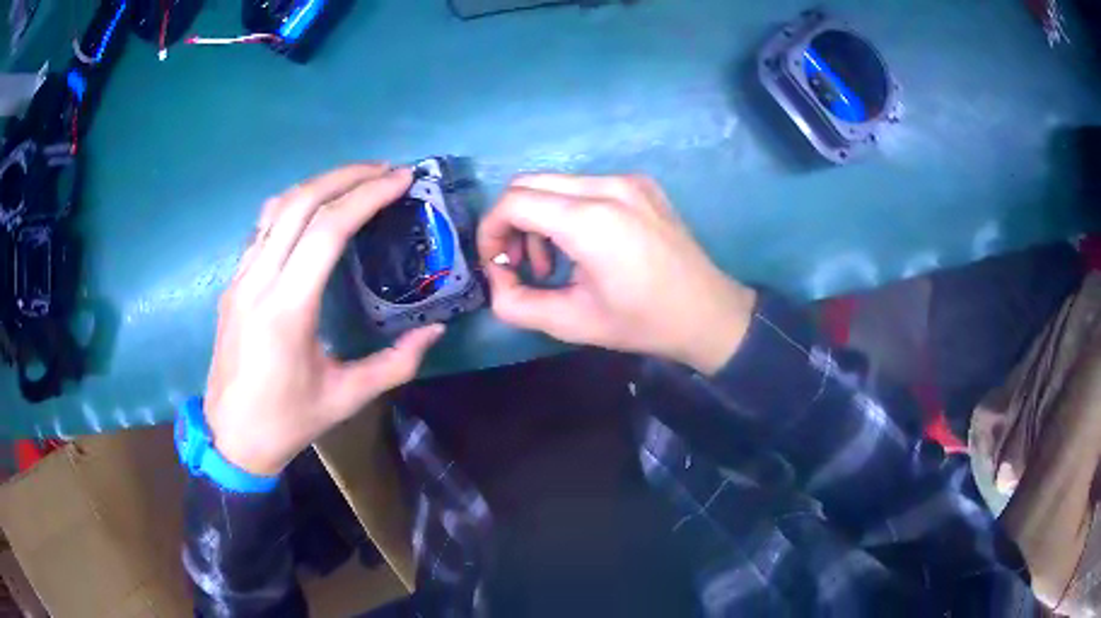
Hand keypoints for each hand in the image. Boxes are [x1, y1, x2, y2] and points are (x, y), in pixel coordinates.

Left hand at [206, 164, 444, 476]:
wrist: (231, 436)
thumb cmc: (289, 421)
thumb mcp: (347, 397)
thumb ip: (396, 363)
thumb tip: (435, 330)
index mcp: (286, 310)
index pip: (326, 230)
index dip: (366, 197)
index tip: (400, 180)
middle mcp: (257, 282)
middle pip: (299, 204)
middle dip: (345, 176)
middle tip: (385, 170)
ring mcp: (239, 279)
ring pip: (276, 208)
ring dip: (318, 184)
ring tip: (355, 180)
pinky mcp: (233, 283)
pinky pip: (263, 228)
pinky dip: (295, 206)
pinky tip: (316, 212)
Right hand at [478, 174, 755, 374]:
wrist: (708, 313)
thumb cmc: (642, 323)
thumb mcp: (571, 323)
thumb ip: (516, 303)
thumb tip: (496, 278)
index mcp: (590, 220)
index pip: (513, 202)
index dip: (491, 232)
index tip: (498, 266)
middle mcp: (607, 186)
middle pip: (528, 184)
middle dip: (510, 222)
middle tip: (521, 264)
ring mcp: (628, 180)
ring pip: (555, 183)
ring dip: (539, 217)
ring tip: (553, 261)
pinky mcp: (641, 183)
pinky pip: (584, 186)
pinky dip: (566, 210)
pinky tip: (583, 245)